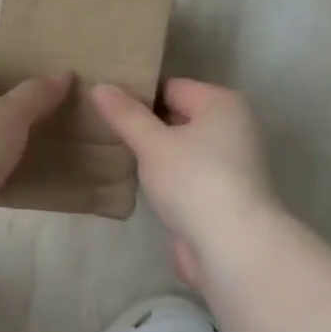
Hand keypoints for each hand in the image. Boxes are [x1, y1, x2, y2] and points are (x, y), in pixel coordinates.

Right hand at [93, 79, 279, 289]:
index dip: (136, 93)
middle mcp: (230, 127)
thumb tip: (99, 87)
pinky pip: (183, 174)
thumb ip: (125, 115)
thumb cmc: (194, 181)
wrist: (231, 245)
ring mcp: (227, 163)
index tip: (102, 103)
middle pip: (177, 115)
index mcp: (221, 104)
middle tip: (99, 127)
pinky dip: (162, 176)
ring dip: (150, 153)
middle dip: (142, 123)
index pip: (171, 86)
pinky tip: (134, 181)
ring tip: (110, 152)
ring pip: (179, 147)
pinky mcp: (218, 193)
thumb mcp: (152, 144)